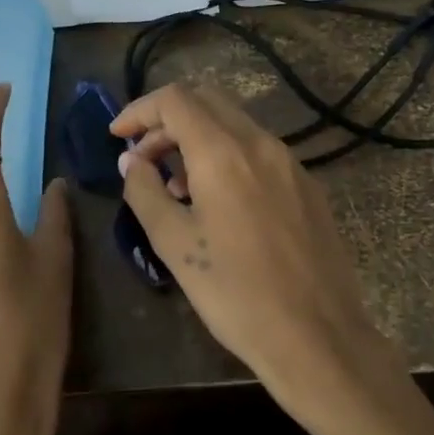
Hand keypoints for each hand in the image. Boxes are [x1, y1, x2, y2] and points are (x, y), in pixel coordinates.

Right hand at [112, 83, 401, 434]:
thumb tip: (131, 160)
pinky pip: (260, 152)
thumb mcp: (175, 244)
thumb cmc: (235, 293)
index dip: (139, 110)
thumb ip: (145, 192)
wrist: (316, 334)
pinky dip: (229, 157)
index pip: (175, 99)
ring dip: (199, 139)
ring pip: (236, 126)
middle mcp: (262, 143)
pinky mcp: (308, 185)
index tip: (117, 136)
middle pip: (208, 101)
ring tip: (177, 188)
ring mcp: (291, 162)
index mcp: (225, 152)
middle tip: (144, 159)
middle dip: (168, 120)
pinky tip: (219, 203)